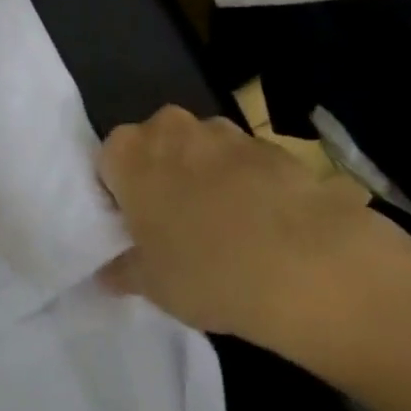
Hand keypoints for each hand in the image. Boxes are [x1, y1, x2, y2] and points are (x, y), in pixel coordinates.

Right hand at [96, 106, 410, 353]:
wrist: (305, 262)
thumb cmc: (205, 270)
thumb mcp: (152, 284)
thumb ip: (123, 270)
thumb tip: (106, 273)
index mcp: (128, 151)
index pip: (108, 163)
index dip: (119, 196)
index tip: (135, 230)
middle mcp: (170, 126)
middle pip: (154, 148)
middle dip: (161, 179)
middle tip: (175, 230)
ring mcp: (222, 130)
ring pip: (199, 151)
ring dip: (203, 178)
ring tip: (225, 230)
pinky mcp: (268, 143)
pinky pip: (241, 162)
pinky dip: (245, 184)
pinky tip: (262, 227)